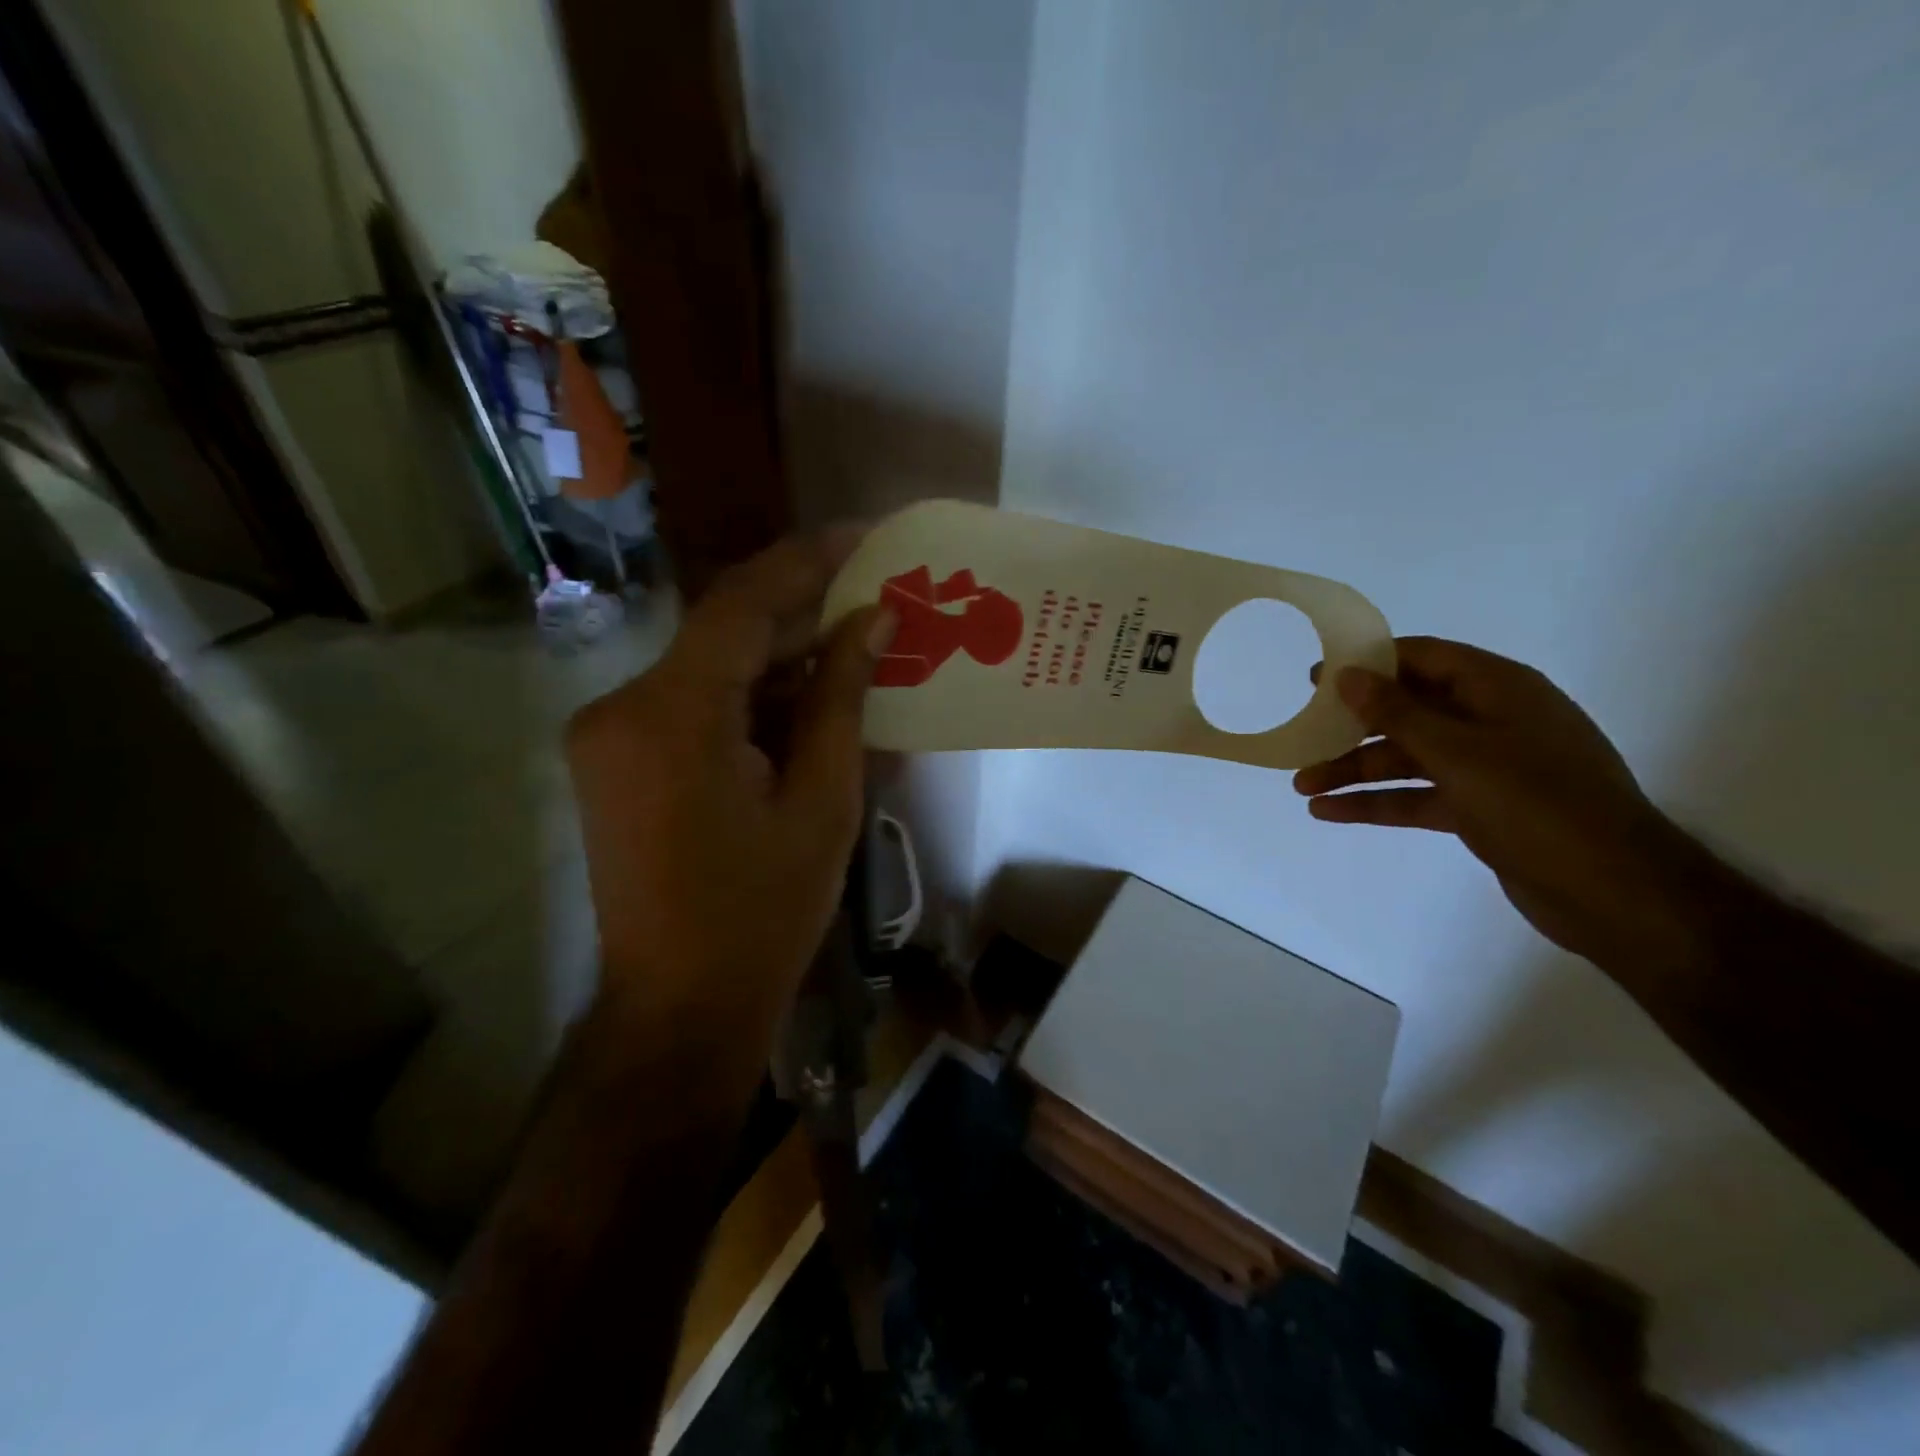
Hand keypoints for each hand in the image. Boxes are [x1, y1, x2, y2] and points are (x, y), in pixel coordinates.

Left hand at [567, 535, 893, 1029]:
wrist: (679, 1007)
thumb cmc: (763, 913)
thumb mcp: (822, 802)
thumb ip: (840, 698)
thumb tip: (872, 619)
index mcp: (672, 716)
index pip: (742, 604)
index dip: (807, 561)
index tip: (864, 535)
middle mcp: (622, 706)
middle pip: (722, 633)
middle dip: (802, 615)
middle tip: (875, 598)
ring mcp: (609, 734)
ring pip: (709, 669)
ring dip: (779, 661)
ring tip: (855, 651)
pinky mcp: (615, 760)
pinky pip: (692, 705)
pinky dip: (749, 700)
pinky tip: (807, 703)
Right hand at [1294, 637, 1698, 970]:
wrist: (1613, 891)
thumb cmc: (1536, 804)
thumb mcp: (1458, 752)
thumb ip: (1398, 712)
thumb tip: (1349, 675)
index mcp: (1498, 690)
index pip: (1423, 658)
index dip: (1369, 664)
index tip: (1317, 678)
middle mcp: (1492, 721)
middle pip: (1408, 712)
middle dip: (1352, 727)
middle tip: (1302, 734)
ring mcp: (1487, 767)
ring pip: (1407, 759)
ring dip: (1355, 771)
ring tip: (1302, 787)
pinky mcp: (1480, 809)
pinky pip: (1417, 796)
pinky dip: (1376, 802)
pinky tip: (1330, 812)